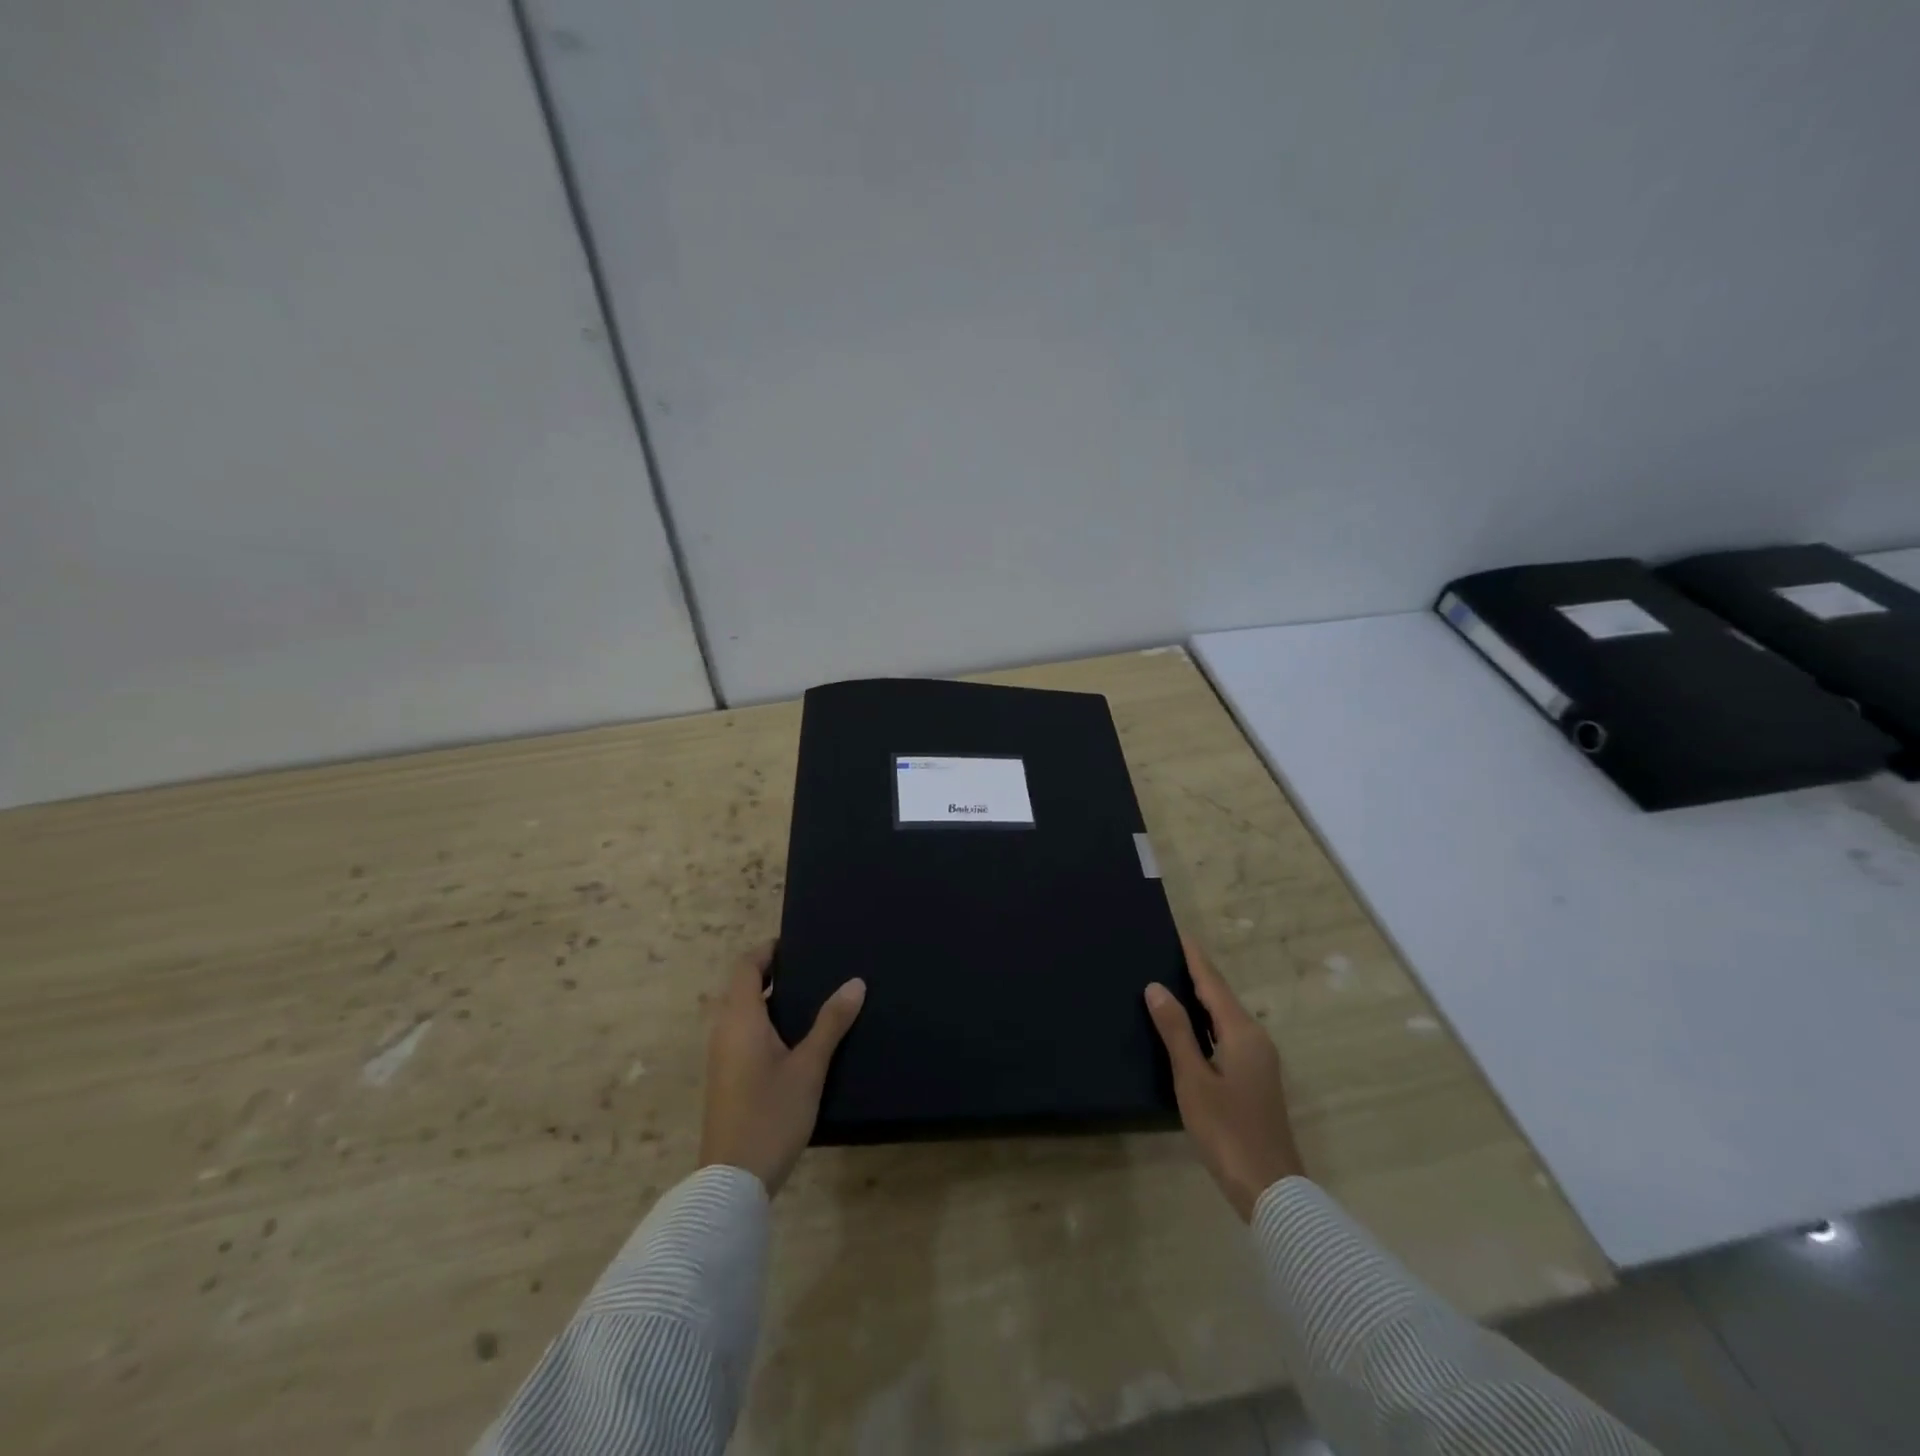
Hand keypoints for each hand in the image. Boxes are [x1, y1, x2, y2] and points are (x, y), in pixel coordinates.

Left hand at [699, 943, 865, 1195]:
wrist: (732, 1180)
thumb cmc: (771, 1114)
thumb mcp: (809, 1067)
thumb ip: (831, 1023)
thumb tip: (855, 982)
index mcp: (740, 1018)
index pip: (745, 966)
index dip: (767, 951)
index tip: (797, 944)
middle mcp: (724, 1030)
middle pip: (742, 987)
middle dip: (773, 973)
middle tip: (814, 969)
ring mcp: (722, 1056)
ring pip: (742, 1012)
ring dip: (770, 999)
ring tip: (812, 999)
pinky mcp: (726, 1077)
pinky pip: (743, 1033)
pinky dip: (765, 1022)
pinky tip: (796, 1039)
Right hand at [1145, 935, 1302, 1220]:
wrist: (1271, 1190)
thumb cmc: (1228, 1131)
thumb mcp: (1193, 1079)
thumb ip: (1176, 1031)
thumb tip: (1156, 987)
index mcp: (1243, 1033)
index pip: (1213, 983)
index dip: (1194, 957)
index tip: (1177, 932)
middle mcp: (1255, 1039)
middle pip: (1221, 996)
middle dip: (1196, 973)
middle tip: (1165, 952)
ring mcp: (1258, 1060)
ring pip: (1225, 1017)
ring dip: (1200, 998)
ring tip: (1170, 981)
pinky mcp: (1254, 1079)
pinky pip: (1227, 1035)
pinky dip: (1206, 1022)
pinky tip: (1188, 1027)